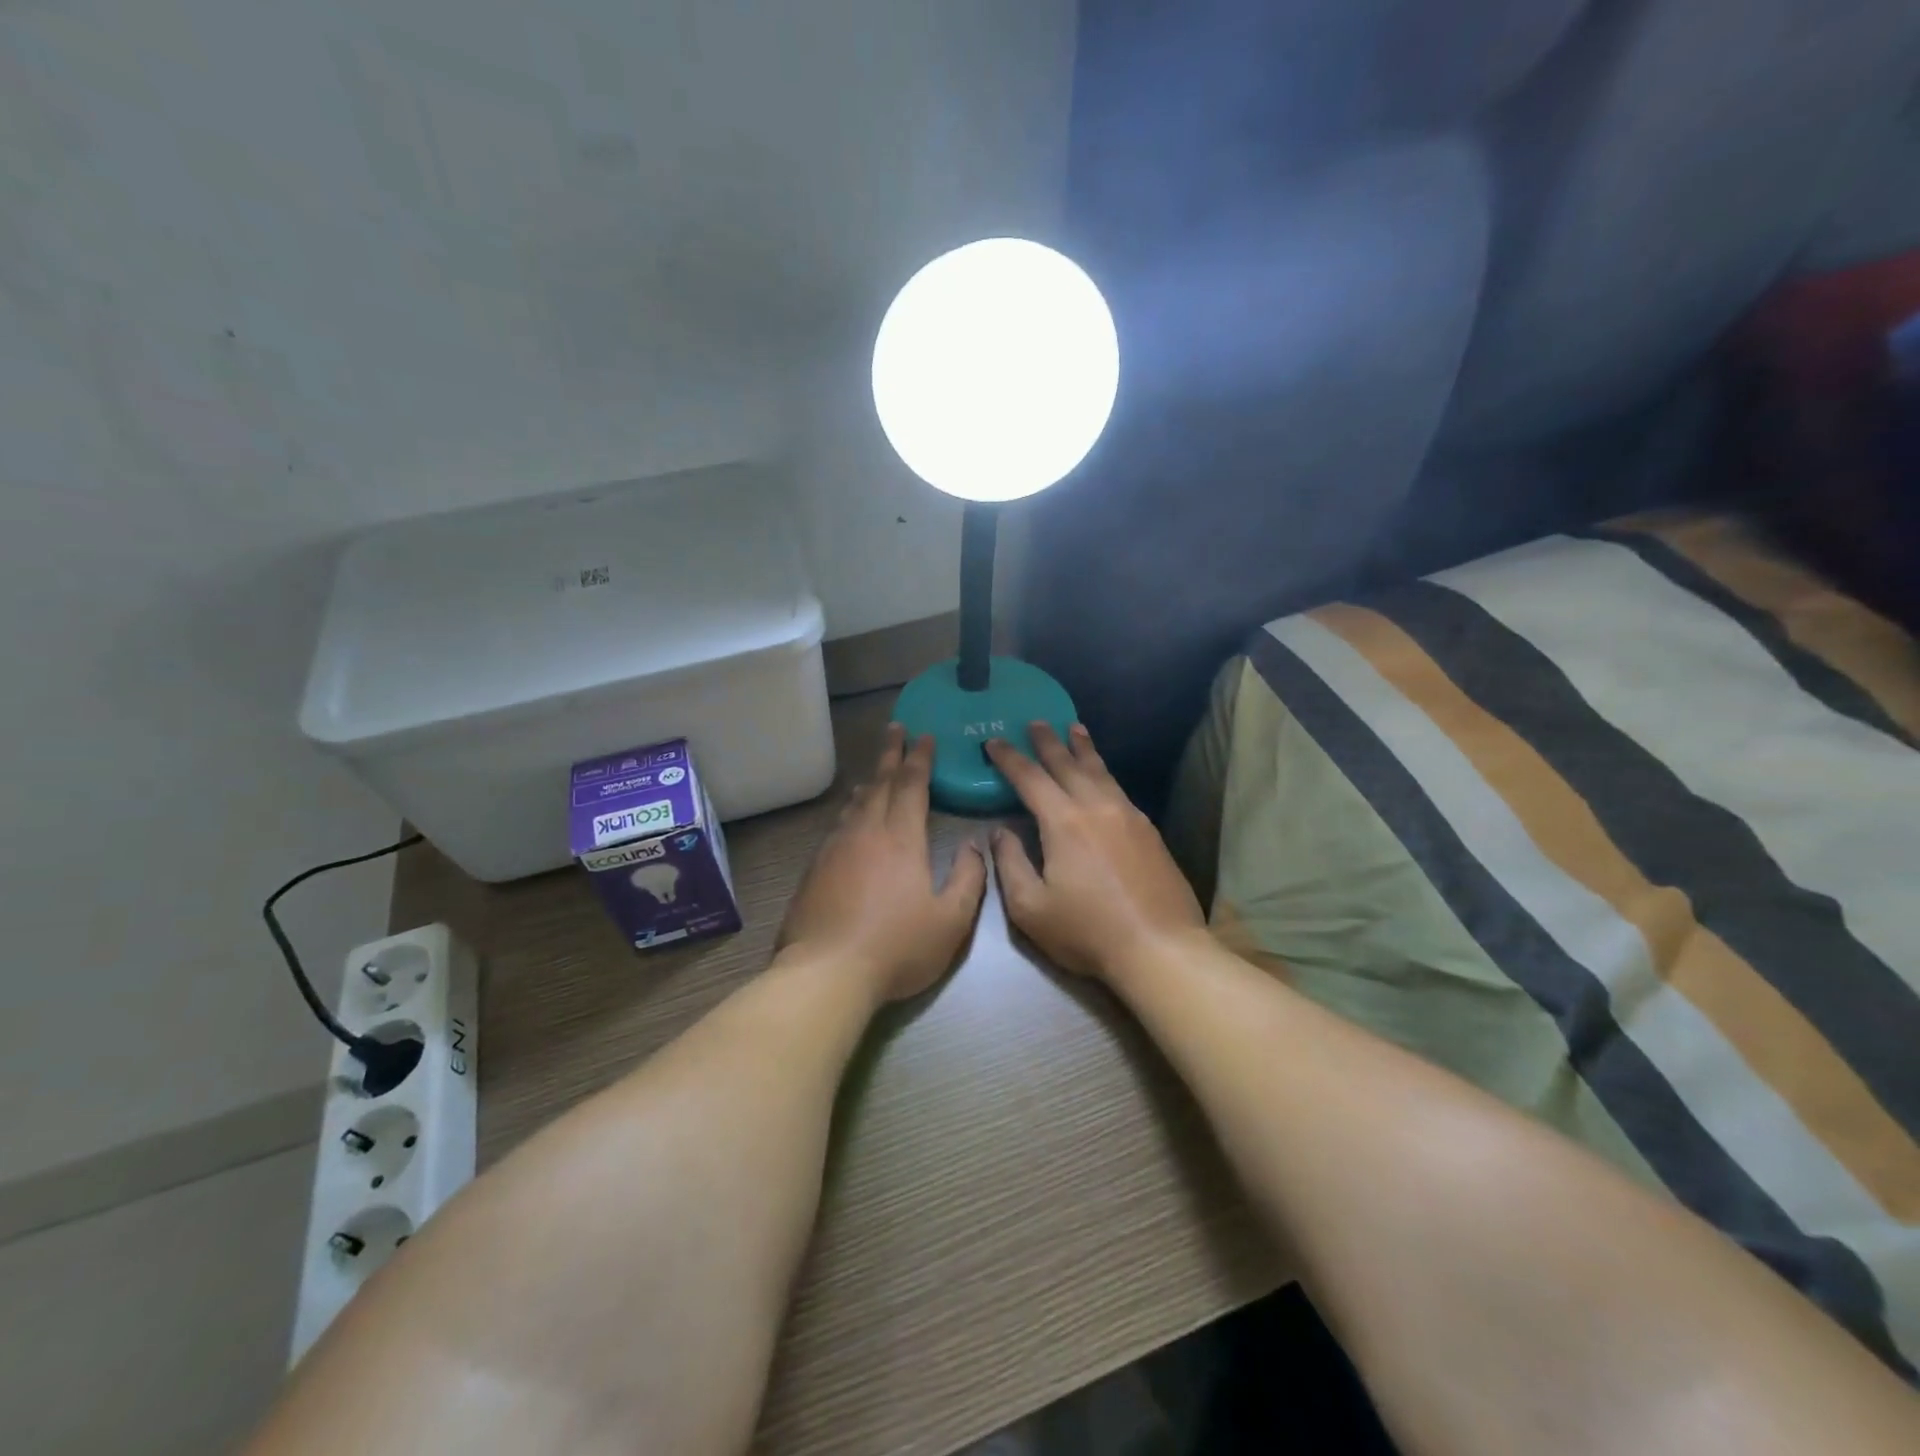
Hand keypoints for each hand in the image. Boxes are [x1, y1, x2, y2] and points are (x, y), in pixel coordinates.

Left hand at [778, 724, 988, 1002]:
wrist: (826, 972)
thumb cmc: (896, 947)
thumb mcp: (950, 921)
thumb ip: (969, 879)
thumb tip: (976, 846)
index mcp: (901, 838)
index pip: (911, 784)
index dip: (919, 758)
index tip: (924, 735)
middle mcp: (866, 831)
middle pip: (880, 782)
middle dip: (891, 754)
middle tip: (896, 729)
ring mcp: (835, 848)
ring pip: (856, 803)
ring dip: (871, 781)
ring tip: (877, 772)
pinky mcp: (815, 868)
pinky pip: (838, 825)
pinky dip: (851, 810)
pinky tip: (851, 818)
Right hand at [986, 724, 1205, 984]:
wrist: (1160, 948)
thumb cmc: (1088, 931)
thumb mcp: (1030, 907)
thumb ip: (1009, 863)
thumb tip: (999, 832)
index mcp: (1064, 821)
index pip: (1030, 778)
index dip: (1009, 758)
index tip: (994, 741)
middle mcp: (1097, 807)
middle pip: (1067, 764)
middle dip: (1047, 741)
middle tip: (1035, 721)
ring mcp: (1128, 815)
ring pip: (1100, 771)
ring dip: (1083, 749)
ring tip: (1074, 729)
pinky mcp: (1148, 830)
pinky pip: (1118, 788)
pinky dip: (1104, 772)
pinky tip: (1102, 777)